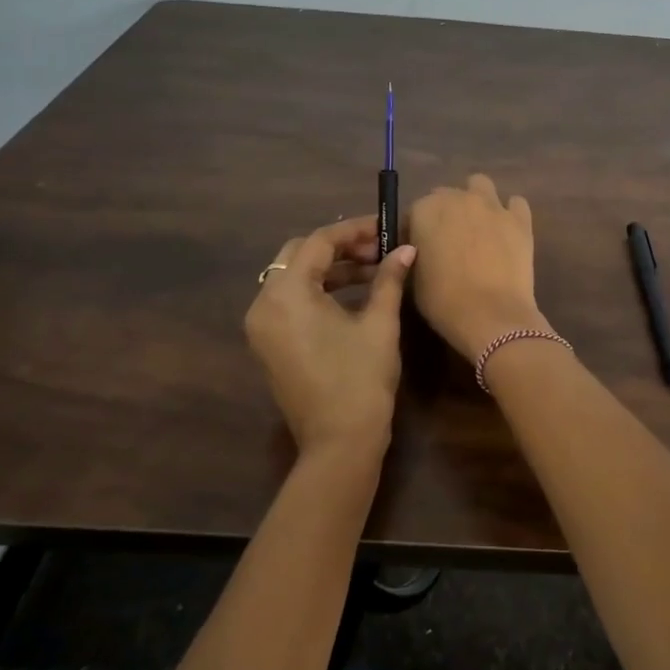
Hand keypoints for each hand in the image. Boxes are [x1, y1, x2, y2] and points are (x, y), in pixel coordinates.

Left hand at [244, 216, 414, 458]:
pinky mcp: (269, 344)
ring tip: (373, 271)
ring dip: (330, 269)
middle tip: (378, 250)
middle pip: (299, 255)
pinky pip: (290, 302)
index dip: (354, 230)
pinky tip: (353, 295)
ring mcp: (263, 327)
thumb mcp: (379, 323)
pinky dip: (318, 291)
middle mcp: (264, 304)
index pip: (318, 242)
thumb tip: (406, 249)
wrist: (340, 442)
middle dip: (340, 247)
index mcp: (287, 294)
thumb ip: (389, 279)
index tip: (385, 227)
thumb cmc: (361, 379)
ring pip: (293, 278)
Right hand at [407, 175, 544, 361]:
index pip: (414, 213)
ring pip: (480, 186)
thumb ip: (413, 253)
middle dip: (445, 214)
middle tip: (450, 242)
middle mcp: (458, 198)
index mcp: (425, 210)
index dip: (416, 231)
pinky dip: (510, 213)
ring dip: (476, 200)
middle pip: (446, 196)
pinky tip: (506, 232)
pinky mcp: (520, 219)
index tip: (419, 251)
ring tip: (478, 228)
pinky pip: (515, 203)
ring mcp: (492, 205)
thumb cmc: (443, 301)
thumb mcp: (412, 277)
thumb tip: (419, 248)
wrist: (490, 315)